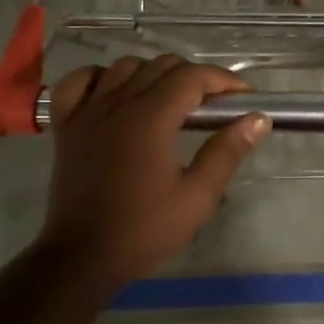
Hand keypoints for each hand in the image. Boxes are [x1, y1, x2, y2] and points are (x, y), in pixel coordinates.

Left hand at [38, 55, 268, 289]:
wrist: (82, 258)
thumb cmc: (144, 231)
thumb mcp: (197, 197)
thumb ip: (227, 152)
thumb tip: (258, 119)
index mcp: (150, 119)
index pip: (192, 77)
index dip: (223, 80)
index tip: (243, 97)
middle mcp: (117, 104)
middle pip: (161, 65)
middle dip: (194, 77)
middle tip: (213, 105)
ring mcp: (86, 112)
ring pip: (125, 67)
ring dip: (154, 74)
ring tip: (171, 100)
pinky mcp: (66, 126)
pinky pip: (79, 82)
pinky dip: (101, 78)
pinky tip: (116, 93)